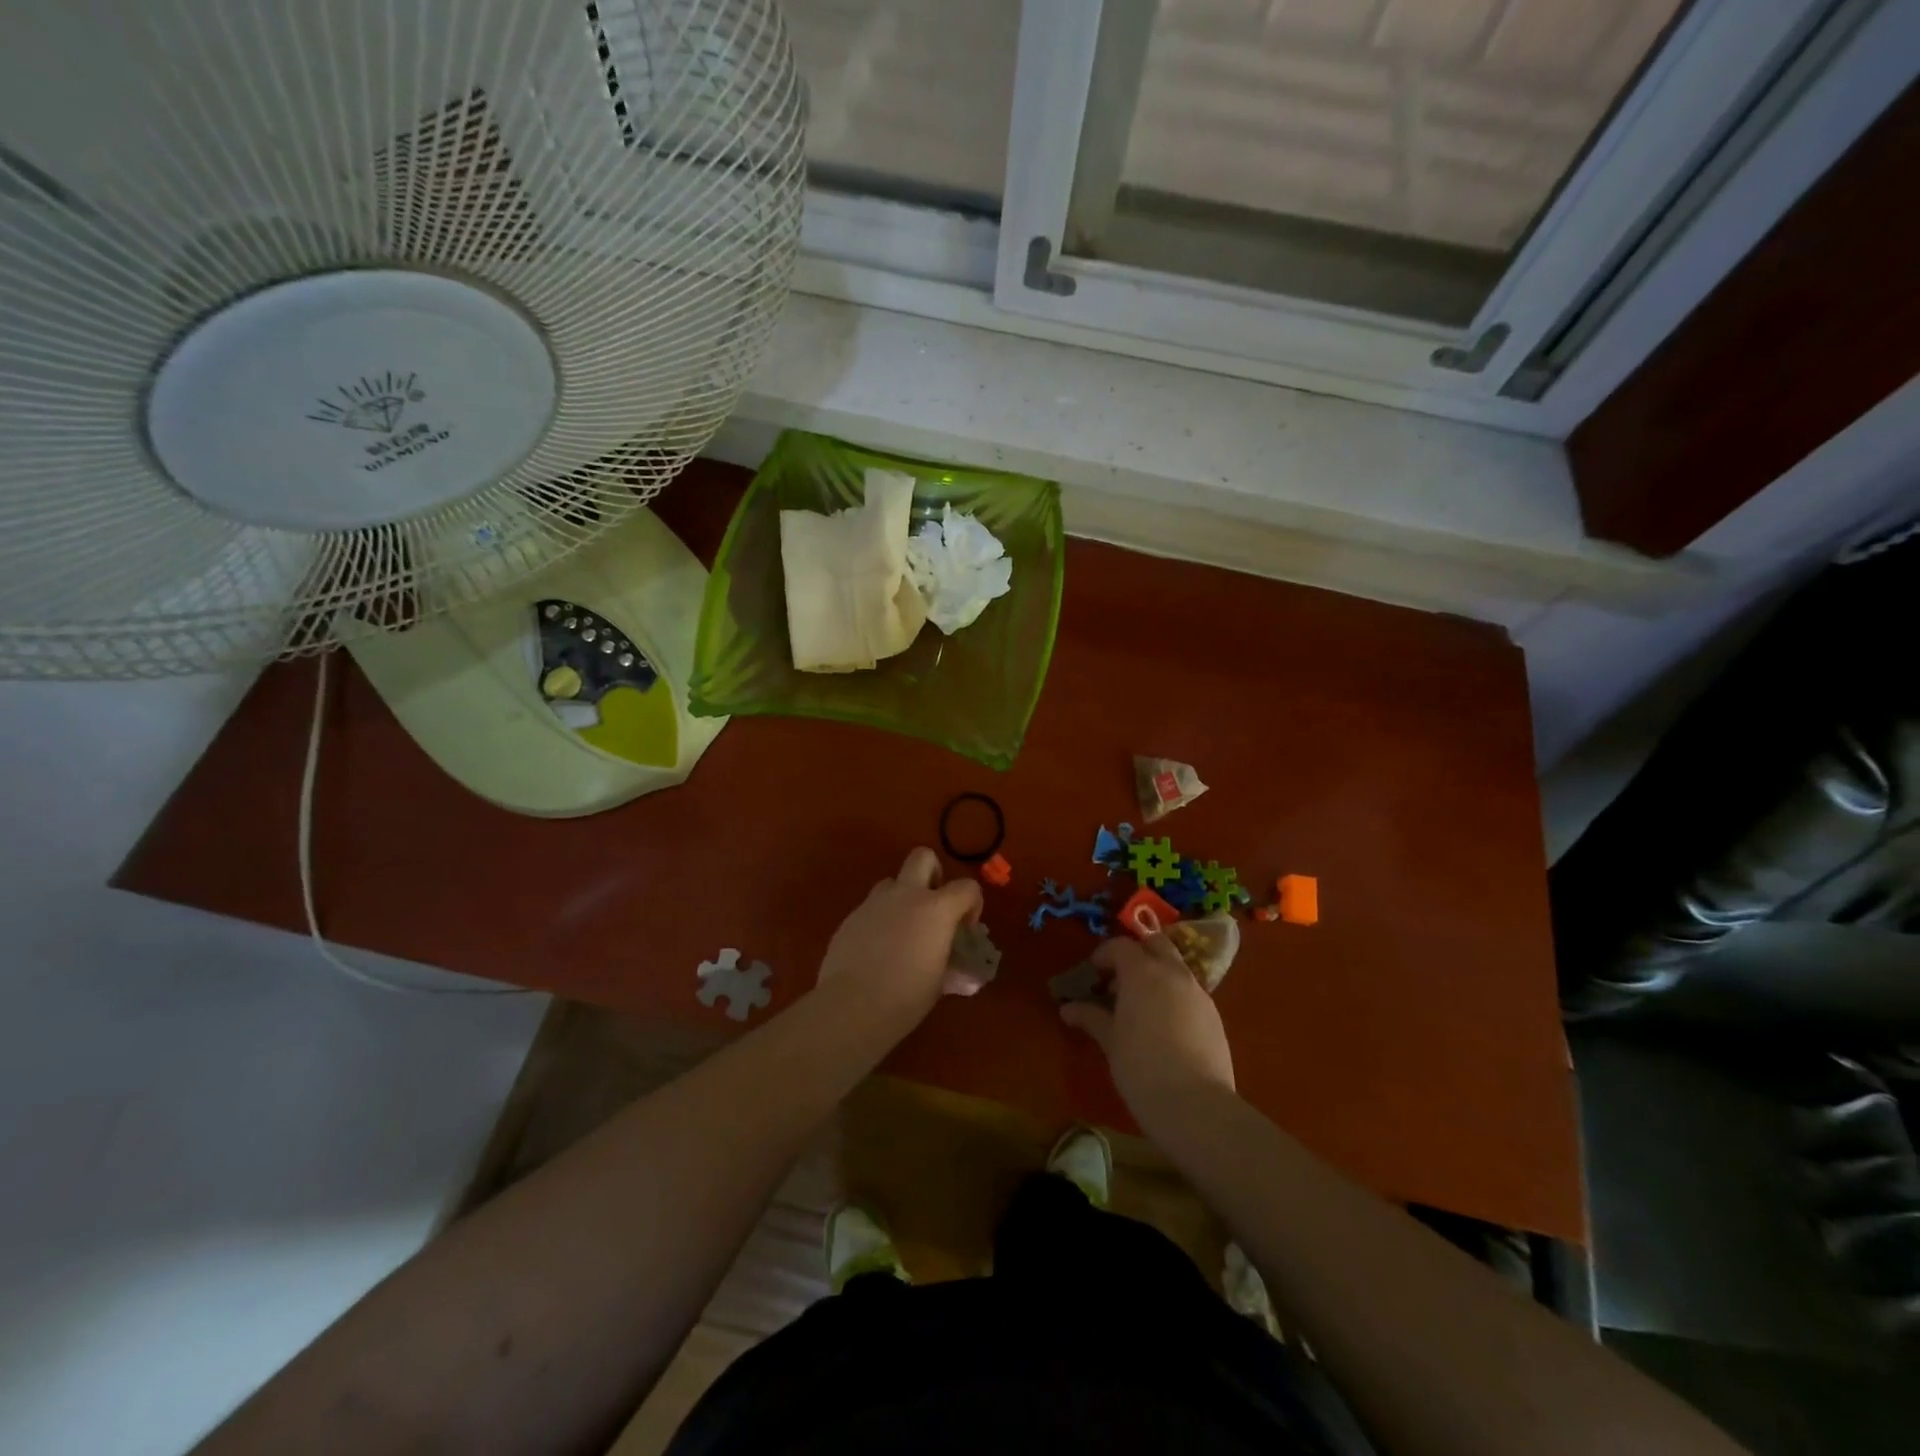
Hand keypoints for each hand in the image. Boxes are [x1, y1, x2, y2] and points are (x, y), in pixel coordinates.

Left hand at [816, 847, 984, 1026]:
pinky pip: (871, 907)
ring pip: (892, 882)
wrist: (851, 1006)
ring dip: (902, 898)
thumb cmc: (906, 997)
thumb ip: (952, 967)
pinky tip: (878, 950)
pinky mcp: (850, 917)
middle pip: (922, 858)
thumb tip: (964, 976)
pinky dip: (880, 919)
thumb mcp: (939, 983)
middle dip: (933, 874)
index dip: (972, 904)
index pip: (967, 886)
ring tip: (903, 931)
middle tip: (934, 906)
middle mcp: (906, 895)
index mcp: (936, 909)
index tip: (965, 930)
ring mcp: (874, 903)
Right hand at [1060, 934, 1234, 1118]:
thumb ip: (1091, 1017)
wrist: (1196, 1106)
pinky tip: (1165, 1027)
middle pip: (1156, 944)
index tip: (1093, 974)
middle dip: (1137, 954)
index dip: (1104, 955)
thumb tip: (1068, 1008)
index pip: (1121, 946)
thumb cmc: (1141, 1068)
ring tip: (1141, 1006)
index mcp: (1142, 972)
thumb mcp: (1111, 1042)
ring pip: (1176, 967)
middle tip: (1119, 980)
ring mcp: (1198, 993)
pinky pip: (1190, 992)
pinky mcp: (1215, 1016)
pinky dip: (1174, 996)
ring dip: (1157, 974)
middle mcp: (1173, 973)